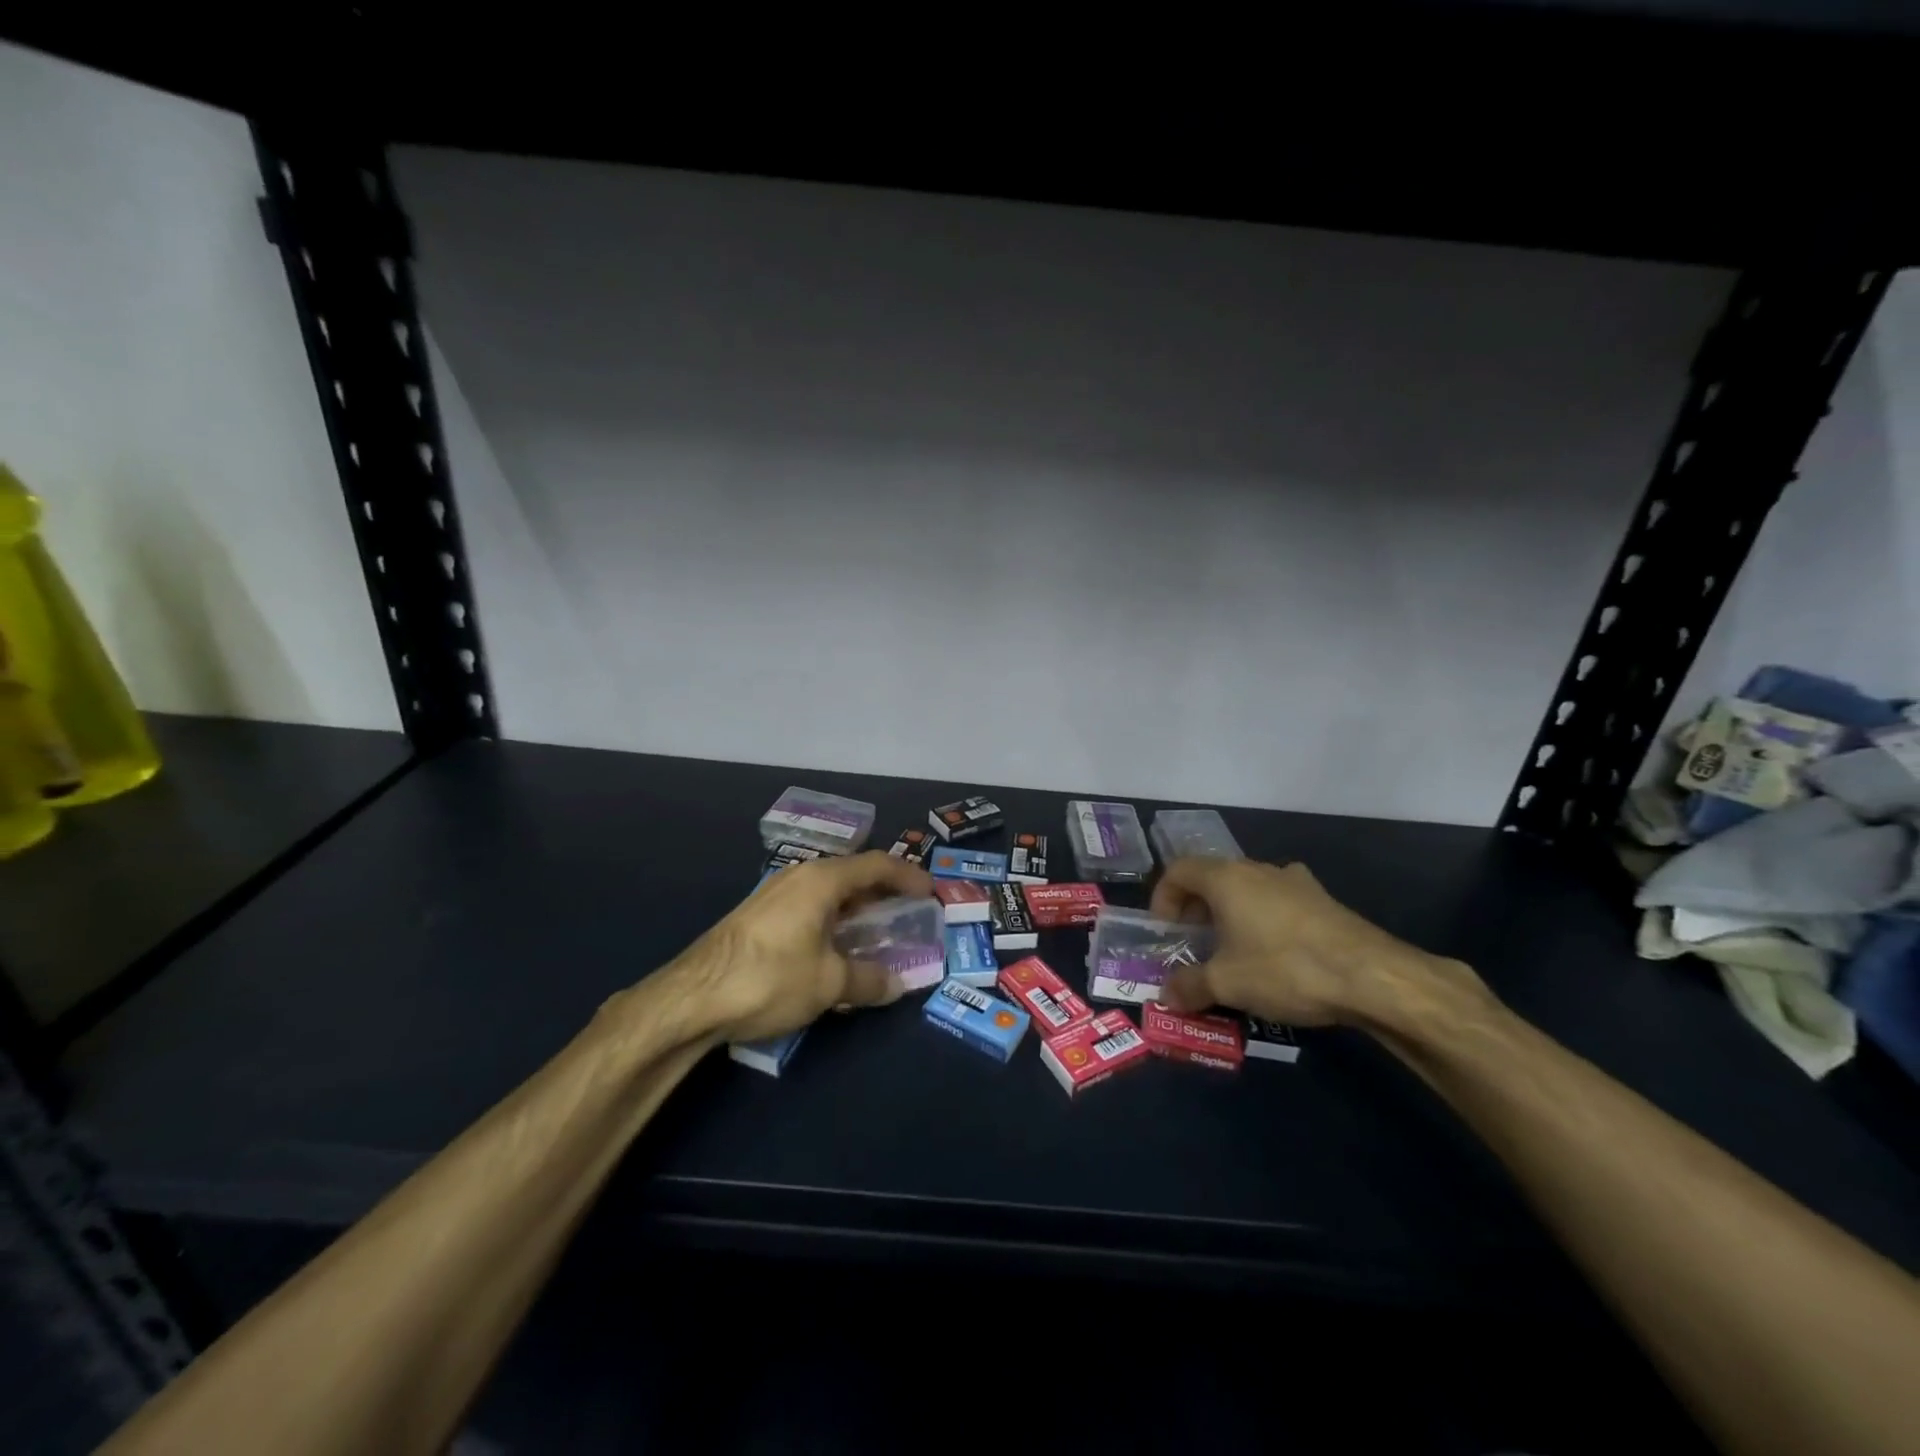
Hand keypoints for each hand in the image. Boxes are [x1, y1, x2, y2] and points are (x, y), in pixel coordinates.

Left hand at [670, 851, 934, 1043]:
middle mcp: (800, 877)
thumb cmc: (770, 978)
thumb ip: (869, 981)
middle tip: (910, 914)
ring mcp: (775, 895)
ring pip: (829, 894)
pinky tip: (836, 950)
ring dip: (857, 911)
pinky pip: (810, 908)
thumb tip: (898, 985)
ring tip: (878, 934)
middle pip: (854, 875)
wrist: (691, 998)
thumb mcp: (829, 984)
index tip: (932, 892)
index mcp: (822, 880)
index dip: (910, 876)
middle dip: (885, 894)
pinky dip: (833, 922)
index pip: (878, 865)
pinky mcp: (758, 917)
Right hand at [1150, 857, 1481, 1026]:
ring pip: (1248, 889)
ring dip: (1232, 915)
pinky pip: (1279, 903)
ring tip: (1235, 952)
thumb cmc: (1285, 968)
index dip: (1163, 897)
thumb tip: (1166, 996)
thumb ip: (1190, 986)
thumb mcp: (1228, 984)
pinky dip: (1265, 921)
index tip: (1166, 931)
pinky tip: (1277, 956)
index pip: (1178, 870)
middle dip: (1197, 909)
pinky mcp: (1323, 901)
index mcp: (1226, 878)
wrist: (1373, 976)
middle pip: (1213, 877)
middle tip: (1195, 944)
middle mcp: (1257, 869)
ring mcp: (1295, 882)